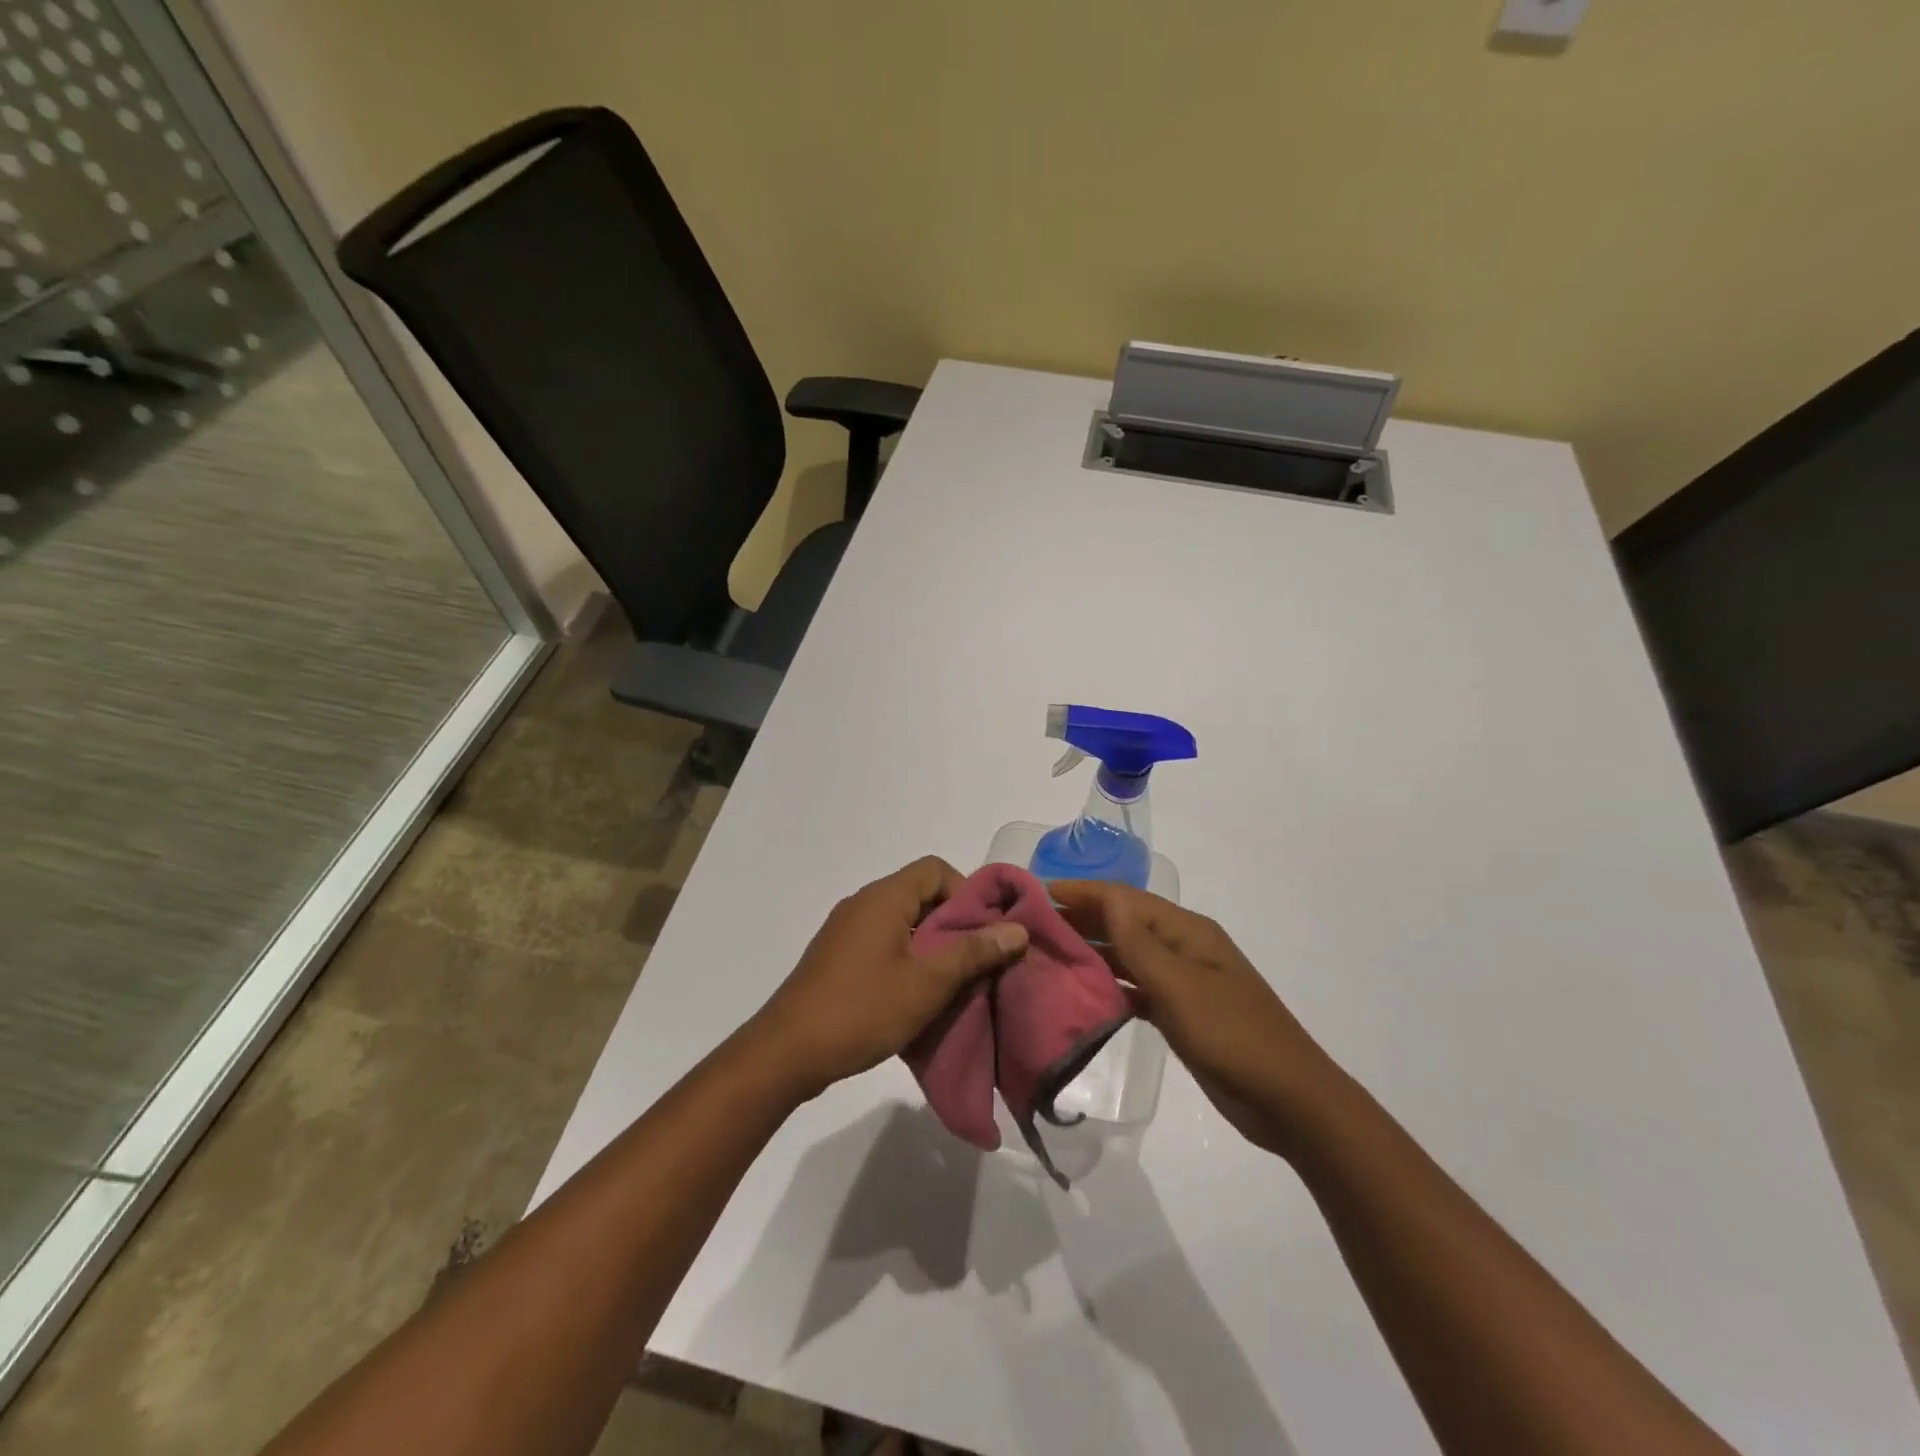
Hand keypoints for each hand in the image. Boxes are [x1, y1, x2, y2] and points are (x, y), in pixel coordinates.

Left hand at [751, 857, 1028, 1100]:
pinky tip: (917, 997)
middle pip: (921, 894)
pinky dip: (907, 960)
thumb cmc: (862, 1010)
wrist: (786, 1053)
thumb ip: (973, 952)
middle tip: (976, 962)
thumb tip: (1017, 929)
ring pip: (904, 923)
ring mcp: (846, 930)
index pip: (935, 869)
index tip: (983, 932)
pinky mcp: (838, 957)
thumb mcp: (927, 983)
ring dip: (931, 946)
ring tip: (953, 984)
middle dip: (954, 924)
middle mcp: (863, 904)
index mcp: (884, 897)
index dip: (967, 893)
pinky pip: (884, 943)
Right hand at [1051, 880, 1338, 1156]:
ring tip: (1046, 955)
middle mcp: (1182, 947)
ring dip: (1091, 951)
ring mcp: (1183, 980)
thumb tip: (1106, 899)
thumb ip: (1140, 944)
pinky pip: (1136, 987)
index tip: (1035, 895)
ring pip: (1128, 954)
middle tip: (1031, 927)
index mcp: (1186, 931)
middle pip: (1124, 922)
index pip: (1123, 899)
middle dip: (1080, 918)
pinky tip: (1081, 993)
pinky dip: (1110, 984)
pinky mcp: (1181, 1011)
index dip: (1081, 892)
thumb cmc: (1233, 1036)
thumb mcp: (1181, 987)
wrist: (1289, 1101)